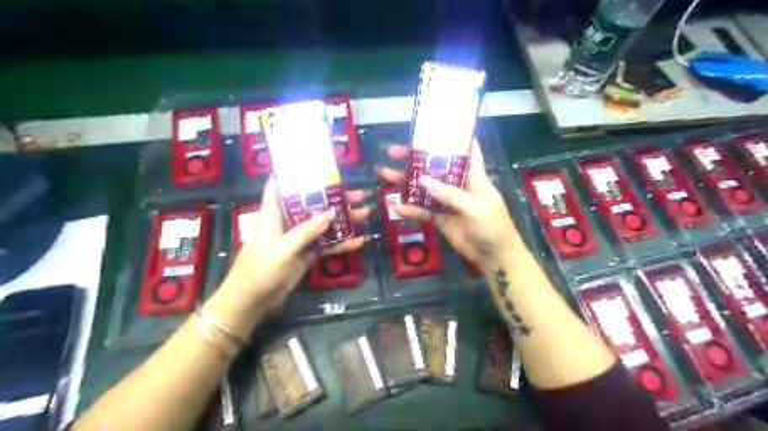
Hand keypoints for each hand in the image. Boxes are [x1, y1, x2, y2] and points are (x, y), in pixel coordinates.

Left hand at [225, 176, 373, 311]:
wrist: (253, 302)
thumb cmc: (260, 270)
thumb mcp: (282, 249)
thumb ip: (306, 231)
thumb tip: (330, 213)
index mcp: (273, 215)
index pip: (280, 186)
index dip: (294, 173)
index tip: (315, 164)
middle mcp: (287, 222)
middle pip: (312, 205)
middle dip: (334, 198)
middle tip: (359, 193)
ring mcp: (299, 239)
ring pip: (323, 224)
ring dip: (343, 220)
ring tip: (366, 212)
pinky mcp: (307, 254)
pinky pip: (326, 245)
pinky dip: (342, 244)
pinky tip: (360, 241)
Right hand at [381, 140, 525, 268]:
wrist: (493, 257)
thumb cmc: (493, 227)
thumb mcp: (475, 208)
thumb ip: (450, 194)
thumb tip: (423, 180)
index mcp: (474, 176)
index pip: (467, 150)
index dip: (454, 137)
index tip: (435, 126)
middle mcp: (458, 185)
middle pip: (435, 167)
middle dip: (416, 158)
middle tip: (393, 151)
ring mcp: (447, 202)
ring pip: (424, 188)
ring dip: (406, 182)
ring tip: (384, 174)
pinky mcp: (440, 218)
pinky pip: (422, 211)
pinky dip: (409, 209)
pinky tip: (394, 206)